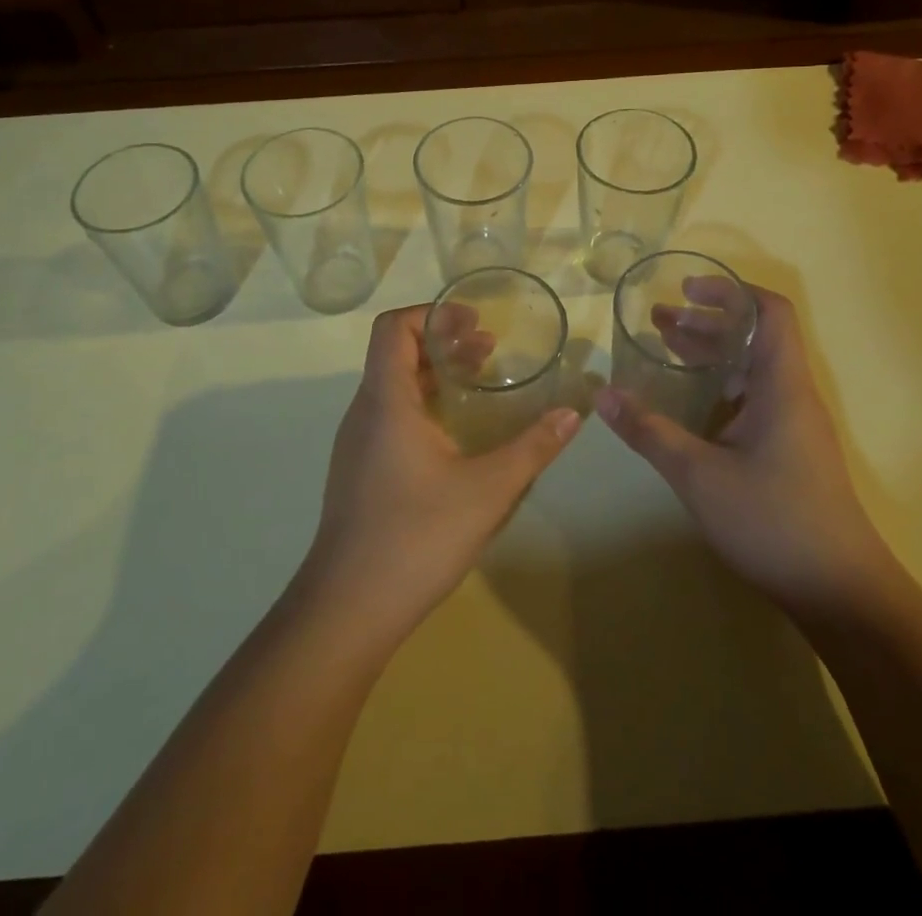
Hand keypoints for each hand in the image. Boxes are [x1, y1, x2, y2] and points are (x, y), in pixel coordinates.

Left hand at [300, 305, 579, 646]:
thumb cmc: (415, 537)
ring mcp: (357, 443)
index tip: (474, 320)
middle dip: (444, 340)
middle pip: (396, 352)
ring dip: (436, 373)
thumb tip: (573, 413)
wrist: (347, 608)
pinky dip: (424, 403)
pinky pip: (391, 415)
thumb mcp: (487, 490)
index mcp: (385, 400)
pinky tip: (457, 433)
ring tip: (480, 380)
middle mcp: (365, 411)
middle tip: (490, 348)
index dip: (432, 312)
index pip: (393, 327)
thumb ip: (533, 448)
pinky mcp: (359, 469)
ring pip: (394, 386)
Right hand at [595, 285, 891, 628]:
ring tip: (664, 349)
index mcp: (781, 384)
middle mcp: (791, 395)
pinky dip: (718, 386)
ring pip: (751, 369)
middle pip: (754, 337)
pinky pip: (752, 398)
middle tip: (657, 321)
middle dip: (706, 322)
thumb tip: (601, 395)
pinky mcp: (789, 450)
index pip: (769, 311)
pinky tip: (687, 403)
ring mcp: (793, 424)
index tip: (686, 290)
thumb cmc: (773, 520)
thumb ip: (648, 431)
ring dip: (710, 354)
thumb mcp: (698, 474)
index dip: (730, 291)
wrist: (840, 591)